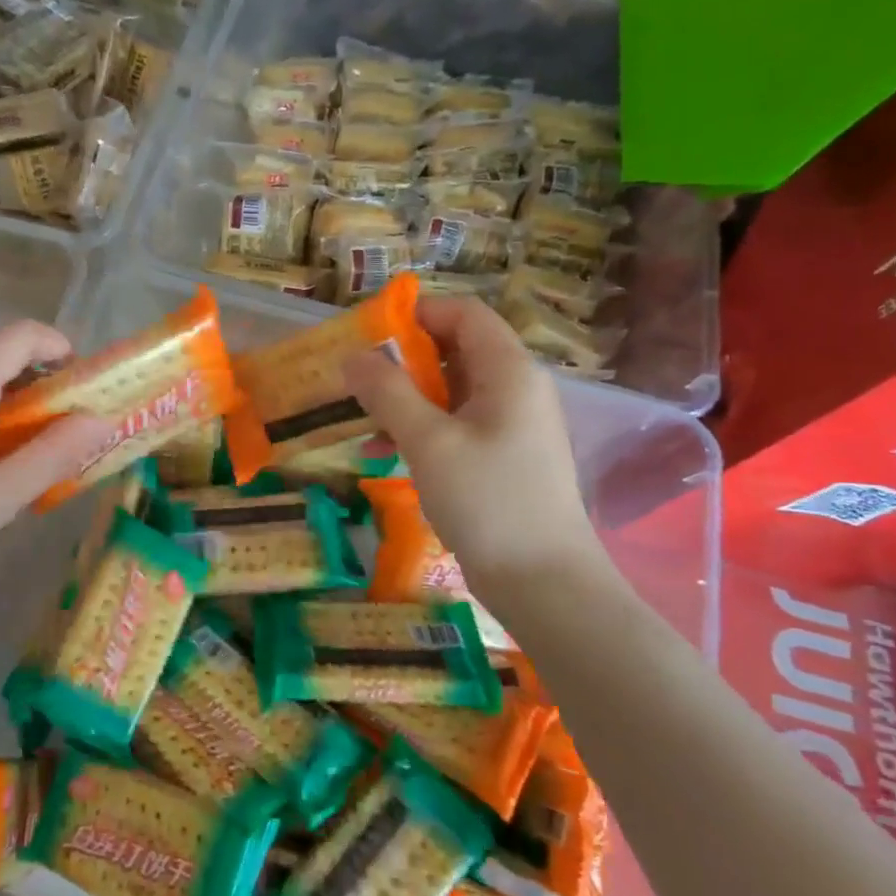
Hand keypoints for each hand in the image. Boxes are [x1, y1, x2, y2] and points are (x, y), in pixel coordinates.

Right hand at [343, 297, 602, 592]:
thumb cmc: (487, 500)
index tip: (368, 335)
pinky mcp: (502, 456)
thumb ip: (388, 393)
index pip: (463, 313)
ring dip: (405, 398)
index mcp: (508, 371)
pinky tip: (383, 451)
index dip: (416, 314)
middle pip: (455, 349)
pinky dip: (420, 428)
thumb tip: (353, 357)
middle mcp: (516, 388)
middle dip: (402, 360)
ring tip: (362, 419)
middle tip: (356, 379)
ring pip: (451, 390)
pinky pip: (455, 424)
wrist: (542, 582)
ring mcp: (511, 424)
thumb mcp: (428, 442)